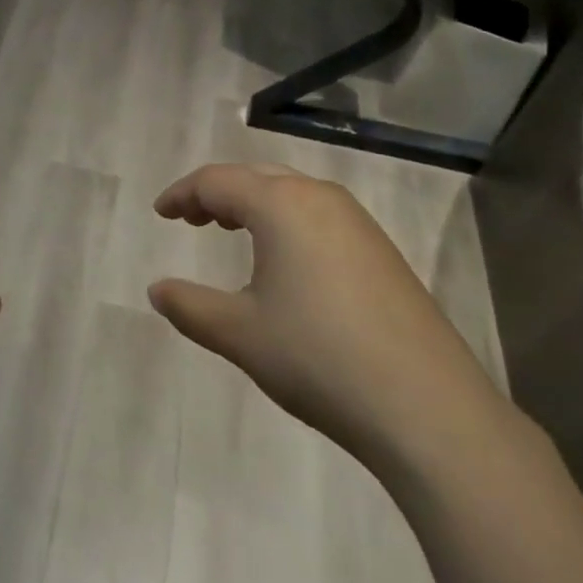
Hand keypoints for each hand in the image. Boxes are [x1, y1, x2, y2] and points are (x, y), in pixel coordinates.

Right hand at [148, 163, 509, 477]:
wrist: (426, 406)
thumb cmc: (318, 358)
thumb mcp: (240, 334)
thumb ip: (190, 307)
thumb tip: (157, 289)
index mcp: (280, 203)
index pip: (217, 181)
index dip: (183, 194)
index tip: (160, 213)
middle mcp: (319, 196)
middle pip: (255, 176)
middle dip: (217, 193)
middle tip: (191, 219)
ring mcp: (356, 220)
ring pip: (291, 191)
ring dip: (254, 203)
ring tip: (231, 231)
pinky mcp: (380, 248)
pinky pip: (319, 213)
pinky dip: (287, 220)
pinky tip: (287, 260)